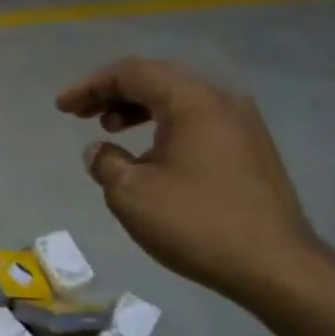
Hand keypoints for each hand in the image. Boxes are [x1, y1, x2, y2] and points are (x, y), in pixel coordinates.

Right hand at [56, 59, 322, 303]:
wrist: (272, 263)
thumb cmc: (195, 222)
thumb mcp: (131, 194)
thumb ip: (105, 163)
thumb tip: (99, 150)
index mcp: (190, 100)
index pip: (132, 73)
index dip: (91, 86)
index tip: (62, 107)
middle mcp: (220, 98)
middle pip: (158, 77)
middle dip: (114, 91)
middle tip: (81, 112)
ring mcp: (241, 121)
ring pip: (180, 97)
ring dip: (139, 107)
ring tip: (111, 128)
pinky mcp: (250, 146)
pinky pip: (198, 118)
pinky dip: (164, 123)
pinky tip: (150, 151)